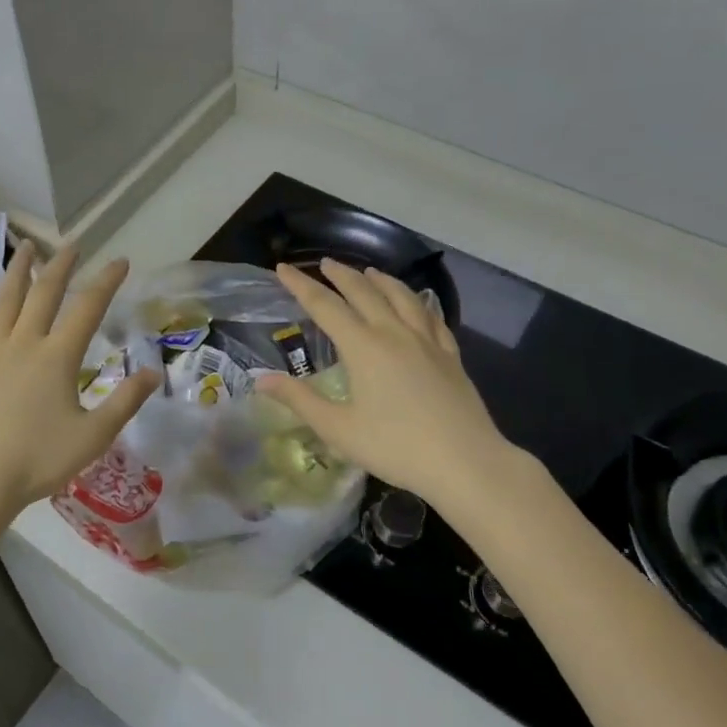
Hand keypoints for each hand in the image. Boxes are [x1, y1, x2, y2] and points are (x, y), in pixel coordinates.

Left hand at [0, 245, 160, 535]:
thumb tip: (154, 373)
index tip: (120, 261)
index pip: (88, 309)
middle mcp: (25, 344)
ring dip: (17, 271)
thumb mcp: (93, 436)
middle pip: (44, 294)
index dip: (106, 282)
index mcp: (58, 357)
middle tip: (72, 245)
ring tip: (26, 247)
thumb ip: (125, 402)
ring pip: (5, 301)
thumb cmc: (38, 460)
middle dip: (61, 266)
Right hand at [257, 260, 531, 513]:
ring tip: (369, 272)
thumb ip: (300, 400)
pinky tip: (416, 304)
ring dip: (381, 280)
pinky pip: (431, 316)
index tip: (283, 268)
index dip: (301, 285)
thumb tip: (261, 379)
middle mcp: (394, 333)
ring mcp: (427, 341)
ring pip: (401, 297)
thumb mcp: (338, 429)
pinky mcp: (450, 355)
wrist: (465, 462)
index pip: (325, 306)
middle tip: (325, 263)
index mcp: (363, 347)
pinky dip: (417, 302)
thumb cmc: (396, 447)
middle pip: (364, 292)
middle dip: (341, 275)